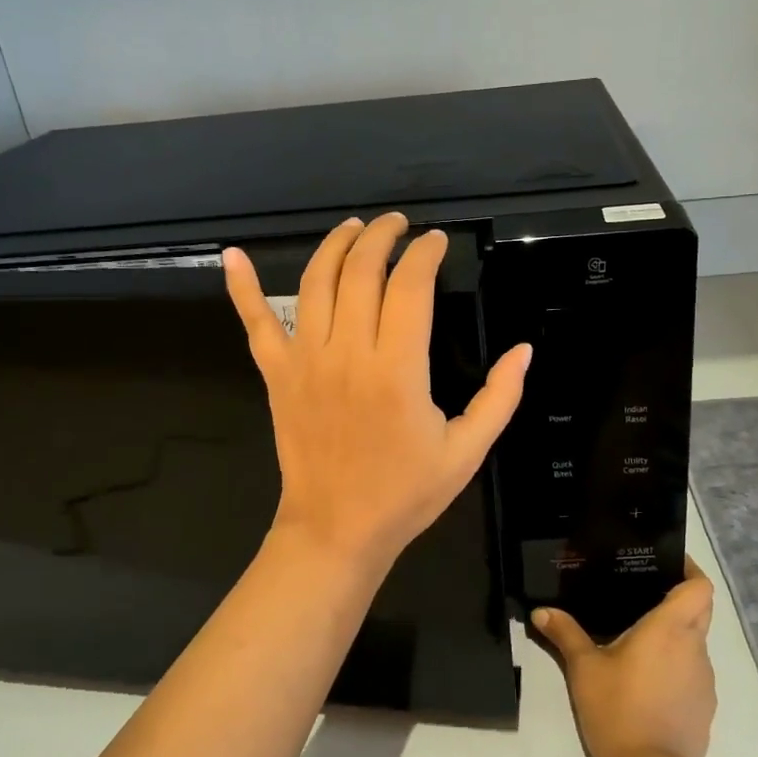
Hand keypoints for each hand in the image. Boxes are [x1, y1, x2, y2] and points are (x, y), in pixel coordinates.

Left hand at [224, 212, 533, 575]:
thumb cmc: (405, 493)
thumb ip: (499, 397)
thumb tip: (524, 350)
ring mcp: (305, 361)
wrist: (336, 530)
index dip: (425, 254)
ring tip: (354, 228)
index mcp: (397, 371)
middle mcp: (347, 354)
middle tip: (399, 225)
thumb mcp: (467, 451)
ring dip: (335, 245)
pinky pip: (255, 323)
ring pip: (315, 283)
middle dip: (382, 236)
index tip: (437, 242)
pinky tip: (233, 256)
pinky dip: (241, 287)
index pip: (410, 287)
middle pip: (361, 271)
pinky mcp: (277, 375)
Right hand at [534, 559, 717, 756]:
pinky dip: (676, 668)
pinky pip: (693, 674)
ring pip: (695, 643)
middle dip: (679, 598)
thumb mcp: (583, 668)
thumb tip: (541, 611)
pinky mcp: (704, 708)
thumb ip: (565, 634)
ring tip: (639, 641)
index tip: (668, 563)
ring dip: (675, 637)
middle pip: (700, 610)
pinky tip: (647, 682)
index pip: (700, 587)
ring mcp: (704, 680)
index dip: (690, 570)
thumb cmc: (617, 709)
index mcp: (670, 628)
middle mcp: (694, 648)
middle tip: (645, 595)